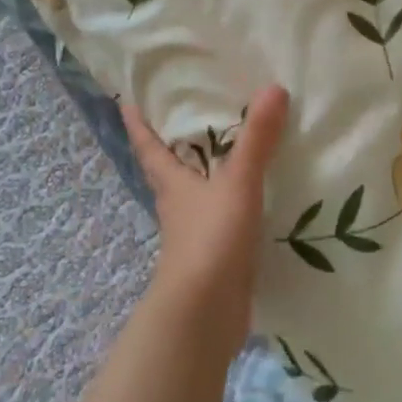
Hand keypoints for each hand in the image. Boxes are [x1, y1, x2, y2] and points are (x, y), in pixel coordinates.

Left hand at [121, 84, 289, 360]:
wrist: (205, 314)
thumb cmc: (210, 239)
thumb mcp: (237, 182)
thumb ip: (256, 139)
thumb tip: (274, 88)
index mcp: (172, 184)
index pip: (148, 147)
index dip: (138, 124)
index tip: (127, 101)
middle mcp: (178, 206)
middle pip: (169, 170)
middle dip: (174, 145)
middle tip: (188, 114)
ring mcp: (195, 234)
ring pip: (196, 195)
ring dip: (207, 175)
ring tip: (232, 150)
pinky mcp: (215, 256)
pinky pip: (223, 219)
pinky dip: (234, 204)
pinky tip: (255, 198)